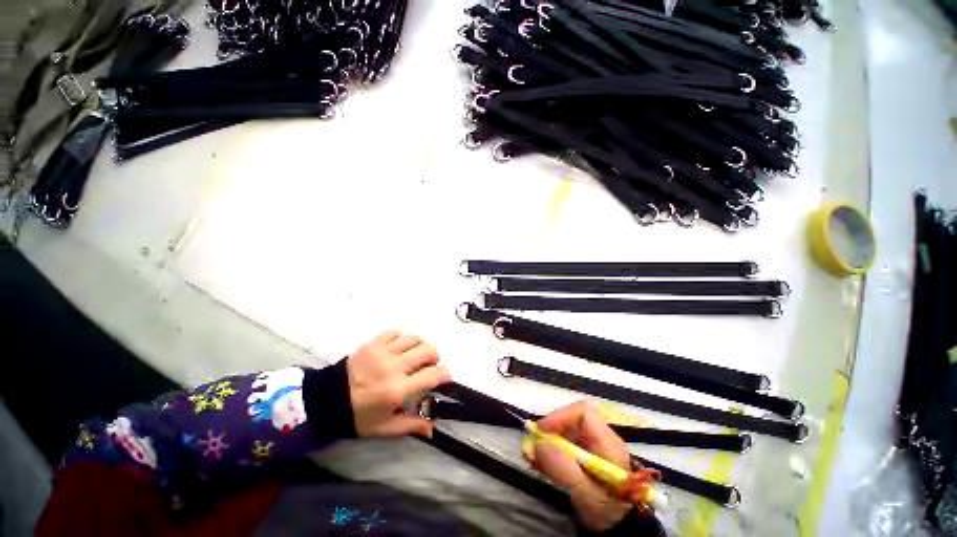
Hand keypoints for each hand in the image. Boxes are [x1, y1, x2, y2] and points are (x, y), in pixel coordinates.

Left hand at [347, 331, 451, 438]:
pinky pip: (395, 333)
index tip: (445, 376)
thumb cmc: (357, 417)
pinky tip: (398, 348)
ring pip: (414, 338)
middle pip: (428, 350)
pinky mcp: (373, 343)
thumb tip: (433, 427)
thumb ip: (411, 425)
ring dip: (419, 346)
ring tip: (413, 355)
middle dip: (434, 357)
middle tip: (428, 365)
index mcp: (398, 390)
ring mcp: (383, 352)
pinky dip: (402, 339)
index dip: (445, 374)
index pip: (433, 375)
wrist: (325, 400)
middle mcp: (394, 367)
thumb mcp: (385, 428)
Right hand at [525, 401, 632, 531]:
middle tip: (531, 446)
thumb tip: (539, 443)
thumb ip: (563, 468)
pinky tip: (538, 463)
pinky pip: (563, 445)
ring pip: (564, 432)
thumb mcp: (586, 494)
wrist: (620, 531)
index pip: (583, 413)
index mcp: (607, 442)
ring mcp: (592, 447)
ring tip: (531, 457)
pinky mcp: (584, 456)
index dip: (560, 416)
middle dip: (549, 430)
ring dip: (545, 442)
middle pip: (570, 420)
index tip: (541, 430)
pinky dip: (548, 451)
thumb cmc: (608, 511)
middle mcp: (600, 438)